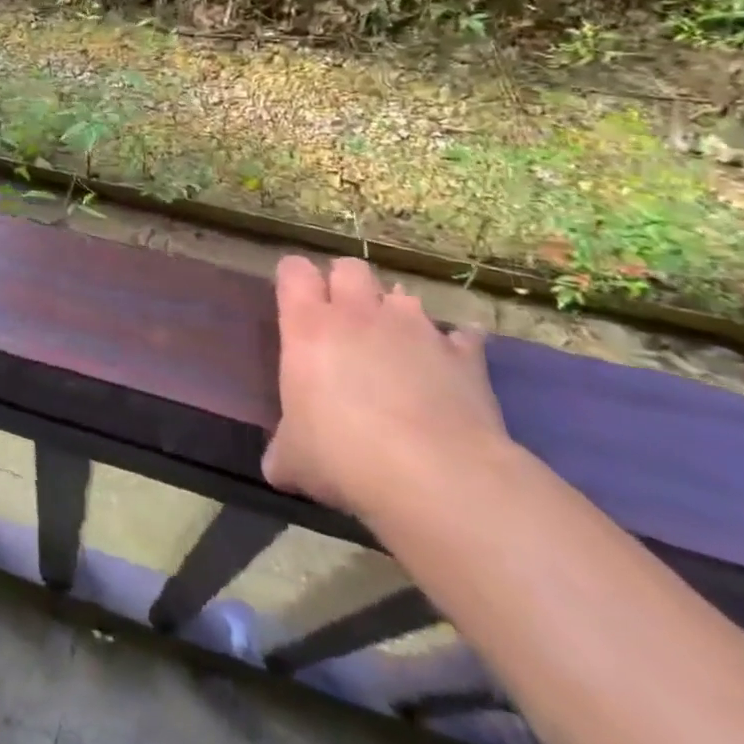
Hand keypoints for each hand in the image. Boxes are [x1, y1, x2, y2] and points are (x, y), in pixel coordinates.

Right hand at [261, 256, 509, 520]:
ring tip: (399, 348)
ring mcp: (415, 329)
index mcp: (307, 326)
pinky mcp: (464, 356)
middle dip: (347, 285)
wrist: (434, 476)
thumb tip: (278, 465)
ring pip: (404, 296)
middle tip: (345, 321)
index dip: (293, 280)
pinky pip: (462, 336)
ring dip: (398, 315)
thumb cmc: (342, 455)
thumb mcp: (294, 459)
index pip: (293, 270)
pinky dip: (455, 347)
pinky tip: (452, 370)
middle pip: (350, 267)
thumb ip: (284, 450)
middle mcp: (358, 313)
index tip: (295, 303)